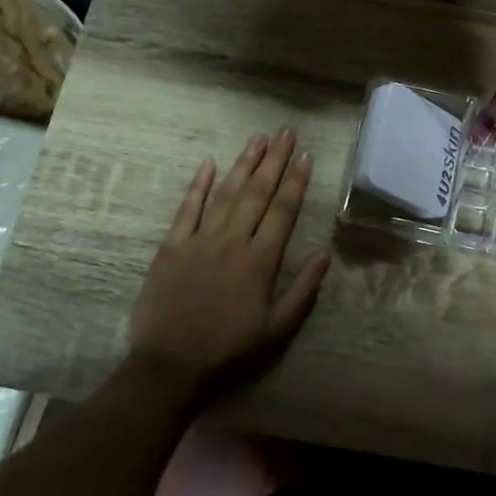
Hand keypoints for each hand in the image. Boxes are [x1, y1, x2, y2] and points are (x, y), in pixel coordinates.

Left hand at [127, 128, 330, 400]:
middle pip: (257, 192)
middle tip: (286, 132)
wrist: (170, 362)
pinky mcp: (172, 245)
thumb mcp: (276, 328)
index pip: (283, 211)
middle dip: (274, 160)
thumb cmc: (228, 348)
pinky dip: (199, 184)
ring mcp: (200, 239)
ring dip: (244, 164)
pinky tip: (210, 163)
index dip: (296, 181)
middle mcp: (232, 241)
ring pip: (226, 193)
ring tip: (258, 139)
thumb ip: (303, 291)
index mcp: (260, 260)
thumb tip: (324, 255)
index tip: (306, 155)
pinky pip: (188, 208)